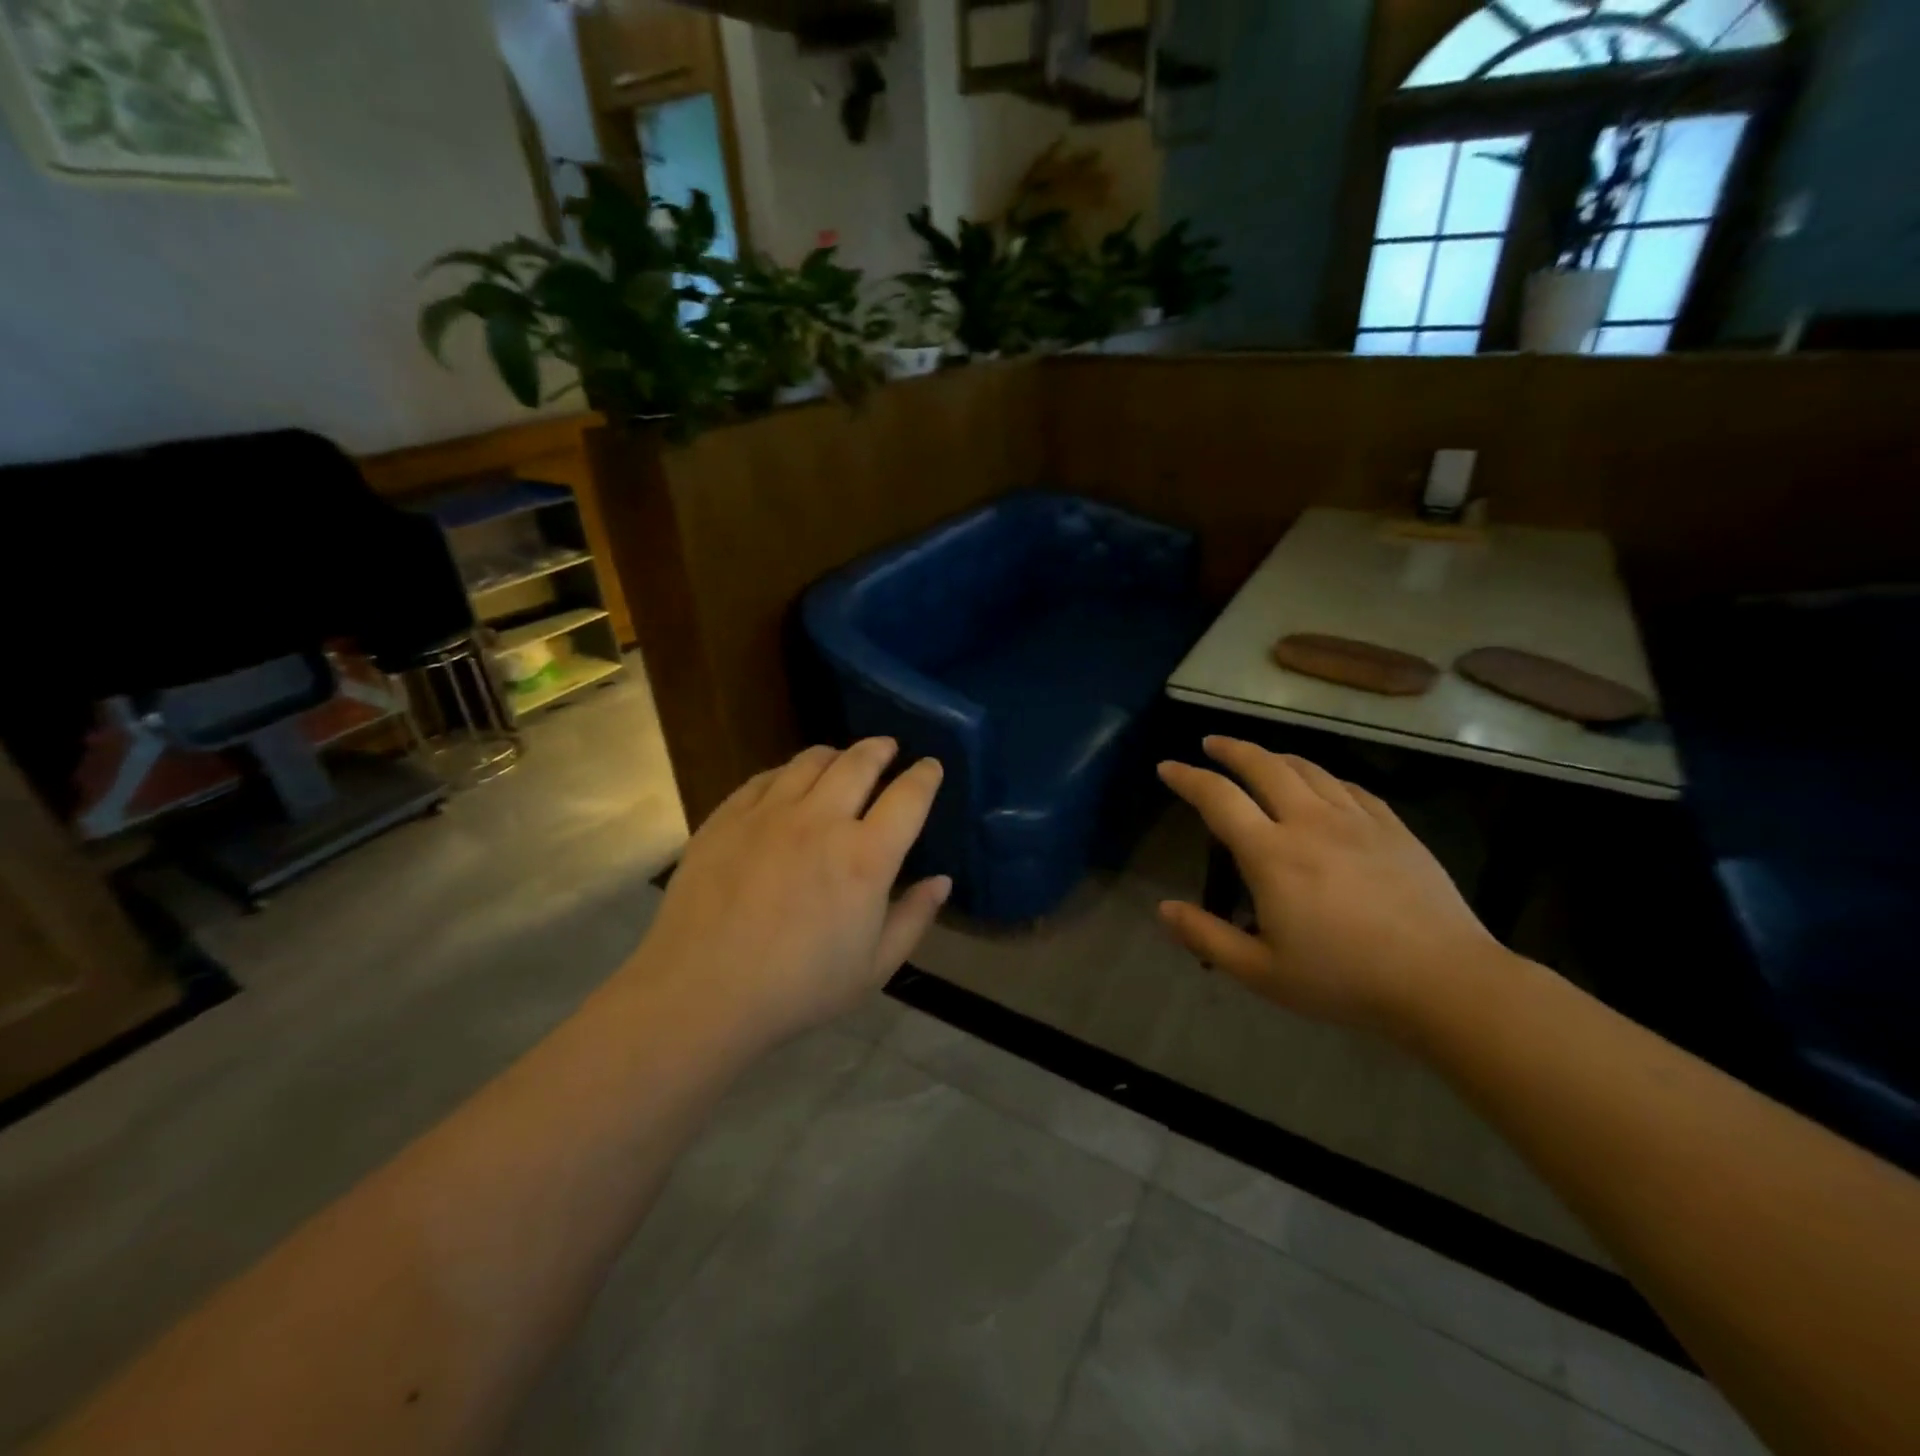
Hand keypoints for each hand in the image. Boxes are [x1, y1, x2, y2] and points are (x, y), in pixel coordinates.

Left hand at [624, 739, 948, 1050]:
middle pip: (860, 762)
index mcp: (865, 857)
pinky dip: (788, 772)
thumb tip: (942, 880)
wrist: (701, 994)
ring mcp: (769, 813)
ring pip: (811, 760)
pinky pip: (766, 777)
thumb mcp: (873, 969)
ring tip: (842, 760)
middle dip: (882, 749)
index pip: (908, 796)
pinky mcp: (727, 816)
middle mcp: (821, 821)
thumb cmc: (797, 990)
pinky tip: (788, 782)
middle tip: (889, 748)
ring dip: (837, 754)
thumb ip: (913, 918)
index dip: (925, 775)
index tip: (930, 767)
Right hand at [1157, 737, 1503, 1037]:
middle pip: (1264, 766)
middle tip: (1211, 744)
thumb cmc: (1345, 980)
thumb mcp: (1262, 972)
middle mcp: (1309, 823)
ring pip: (1308, 769)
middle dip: (1231, 749)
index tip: (1167, 767)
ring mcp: (1356, 821)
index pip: (1218, 798)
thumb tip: (1163, 909)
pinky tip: (1321, 784)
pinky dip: (1323, 776)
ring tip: (1259, 756)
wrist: (1445, 982)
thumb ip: (1207, 937)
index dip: (1187, 778)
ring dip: (1275, 756)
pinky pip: (1350, 787)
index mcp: (1271, 855)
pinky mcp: (1393, 828)